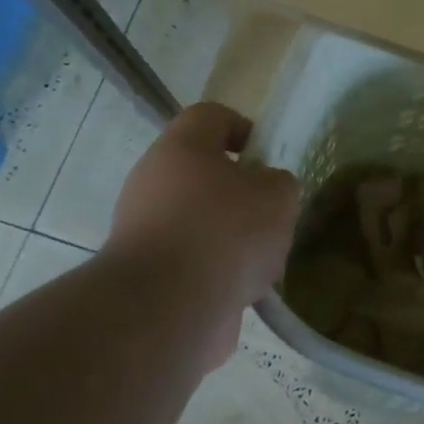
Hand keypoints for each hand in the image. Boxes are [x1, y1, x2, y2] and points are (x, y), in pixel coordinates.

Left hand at [107, 103, 299, 361]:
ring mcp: (143, 229)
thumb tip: (265, 190)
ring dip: (231, 237)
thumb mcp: (278, 195)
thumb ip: (279, 183)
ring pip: (198, 220)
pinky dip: (217, 271)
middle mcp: (153, 181)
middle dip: (241, 193)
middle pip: (202, 173)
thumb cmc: (226, 231)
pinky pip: (191, 260)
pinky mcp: (146, 273)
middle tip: (271, 213)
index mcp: (181, 148)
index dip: (244, 128)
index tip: (267, 157)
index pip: (211, 116)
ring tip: (262, 260)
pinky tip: (242, 289)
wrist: (169, 307)